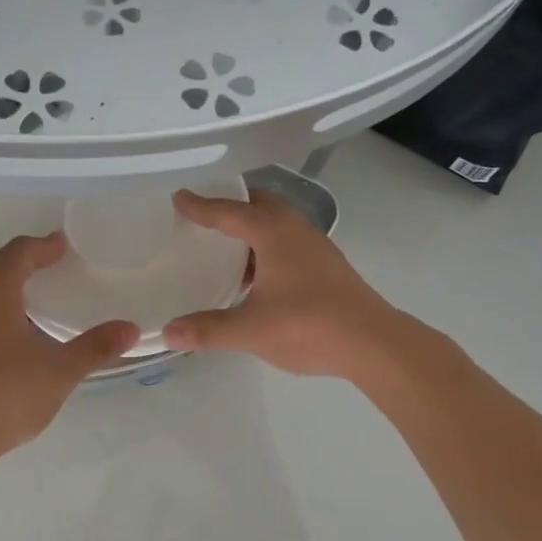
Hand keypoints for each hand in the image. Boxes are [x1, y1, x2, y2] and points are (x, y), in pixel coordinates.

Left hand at [0, 233, 138, 463]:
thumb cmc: (6, 395)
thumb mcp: (60, 372)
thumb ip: (95, 347)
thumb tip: (130, 329)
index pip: (18, 251)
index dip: (42, 245)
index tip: (62, 246)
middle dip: (13, 256)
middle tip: (41, 264)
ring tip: (24, 297)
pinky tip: (2, 334)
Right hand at [162, 189, 406, 378]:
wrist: (373, 342)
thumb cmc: (308, 326)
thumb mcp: (250, 330)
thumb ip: (208, 329)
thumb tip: (168, 332)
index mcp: (273, 233)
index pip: (229, 211)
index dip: (201, 206)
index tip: (179, 198)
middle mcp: (295, 229)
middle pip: (260, 204)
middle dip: (232, 205)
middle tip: (205, 215)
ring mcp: (316, 245)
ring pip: (278, 222)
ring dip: (252, 226)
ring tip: (227, 245)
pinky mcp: (327, 264)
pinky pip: (289, 240)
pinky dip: (267, 245)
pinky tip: (258, 275)